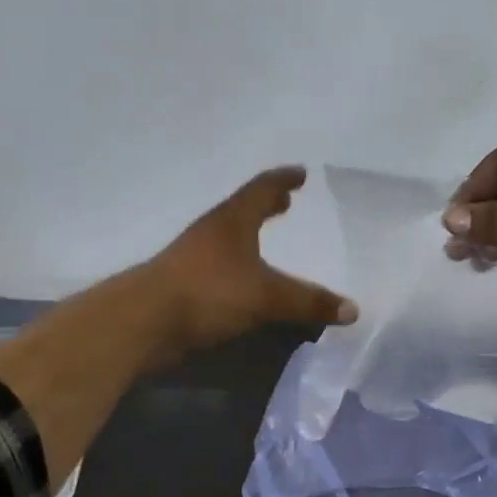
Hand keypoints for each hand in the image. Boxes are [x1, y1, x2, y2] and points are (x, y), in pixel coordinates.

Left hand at [144, 167, 356, 362]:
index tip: (301, 173)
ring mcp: (194, 258)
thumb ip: (309, 302)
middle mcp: (212, 232)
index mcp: (232, 221)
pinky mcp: (185, 285)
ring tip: (268, 241)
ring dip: (250, 236)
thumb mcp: (266, 297)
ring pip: (229, 239)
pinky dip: (240, 267)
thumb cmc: (208, 292)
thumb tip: (353, 309)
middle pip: (242, 210)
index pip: (261, 189)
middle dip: (266, 206)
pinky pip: (221, 268)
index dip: (283, 180)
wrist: (143, 322)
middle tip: (286, 203)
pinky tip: (248, 284)